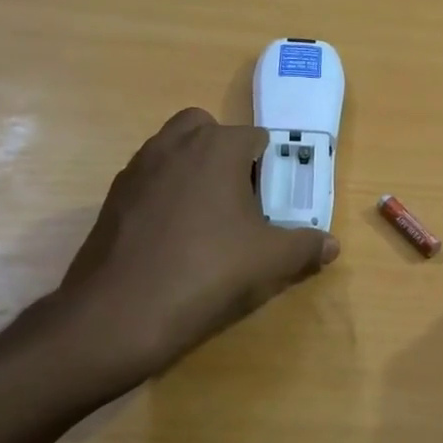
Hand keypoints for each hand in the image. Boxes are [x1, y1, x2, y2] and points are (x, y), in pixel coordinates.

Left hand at [18, 108, 338, 384]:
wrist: (120, 313)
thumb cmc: (207, 272)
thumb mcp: (271, 262)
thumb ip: (306, 246)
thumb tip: (331, 244)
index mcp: (216, 147)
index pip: (255, 137)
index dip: (270, 166)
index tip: (275, 199)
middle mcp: (173, 145)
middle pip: (206, 129)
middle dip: (225, 153)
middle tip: (240, 198)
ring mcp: (136, 169)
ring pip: (172, 151)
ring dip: (193, 170)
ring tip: (208, 220)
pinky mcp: (112, 198)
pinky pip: (149, 181)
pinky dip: (165, 195)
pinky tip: (174, 239)